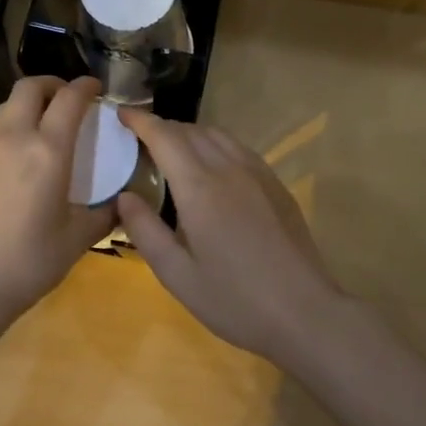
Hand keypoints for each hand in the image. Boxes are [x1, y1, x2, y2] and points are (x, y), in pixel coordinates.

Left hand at [0, 76, 116, 323]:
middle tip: (68, 99)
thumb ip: (104, 215)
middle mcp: (14, 138)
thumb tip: (121, 204)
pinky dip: (10, 129)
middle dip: (52, 84)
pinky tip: (18, 158)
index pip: (69, 99)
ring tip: (43, 124)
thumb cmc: (29, 261)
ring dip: (27, 104)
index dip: (85, 86)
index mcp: (48, 150)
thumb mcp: (77, 239)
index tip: (96, 88)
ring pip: (5, 107)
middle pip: (29, 88)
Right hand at [116, 108, 342, 362]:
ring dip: (189, 133)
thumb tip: (124, 196)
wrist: (304, 311)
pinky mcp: (275, 184)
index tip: (120, 114)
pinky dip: (214, 144)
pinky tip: (210, 167)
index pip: (164, 137)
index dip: (140, 120)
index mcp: (199, 187)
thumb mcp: (177, 275)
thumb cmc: (234, 299)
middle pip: (190, 130)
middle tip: (138, 139)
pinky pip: (238, 148)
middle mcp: (228, 168)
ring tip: (171, 150)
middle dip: (161, 127)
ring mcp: (257, 173)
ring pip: (217, 135)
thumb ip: (145, 230)